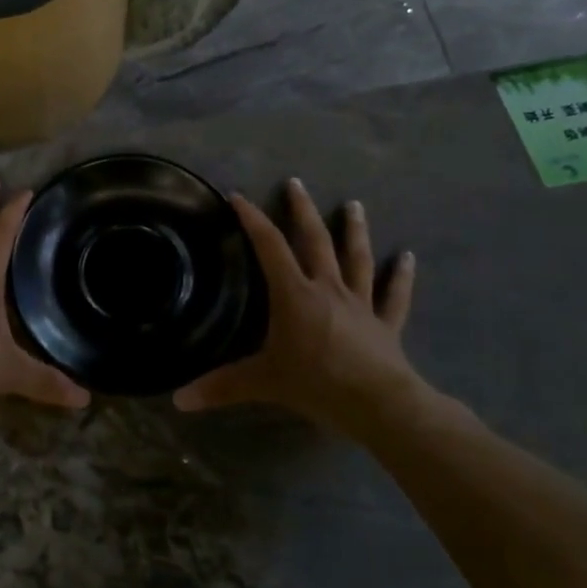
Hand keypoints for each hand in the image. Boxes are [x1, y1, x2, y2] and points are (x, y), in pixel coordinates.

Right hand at [175, 178, 424, 422]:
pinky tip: (408, 257)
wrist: (379, 404)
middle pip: (315, 241)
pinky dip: (401, 276)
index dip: (253, 219)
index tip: (238, 197)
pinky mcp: (385, 324)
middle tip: (297, 183)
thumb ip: (221, 387)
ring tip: (355, 205)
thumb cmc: (317, 383)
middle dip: (303, 211)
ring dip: (354, 231)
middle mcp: (327, 289)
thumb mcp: (263, 382)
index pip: (269, 247)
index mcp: (294, 294)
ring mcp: (360, 303)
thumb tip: (178, 400)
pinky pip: (394, 296)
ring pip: (356, 259)